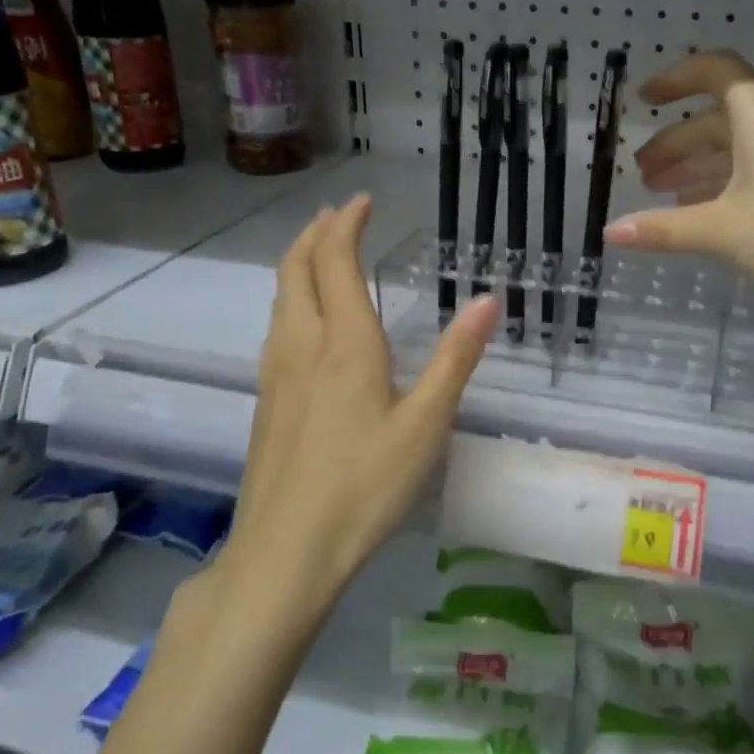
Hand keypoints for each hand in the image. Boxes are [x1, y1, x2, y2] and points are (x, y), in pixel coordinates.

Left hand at [227, 195, 497, 597]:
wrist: (285, 552)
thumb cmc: (365, 486)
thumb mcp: (426, 424)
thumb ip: (456, 357)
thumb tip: (488, 299)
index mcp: (344, 342)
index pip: (334, 260)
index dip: (345, 224)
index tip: (360, 202)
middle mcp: (302, 344)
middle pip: (295, 268)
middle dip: (315, 233)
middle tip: (337, 216)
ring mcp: (275, 372)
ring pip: (280, 296)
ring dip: (298, 262)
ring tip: (319, 252)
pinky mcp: (265, 399)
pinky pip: (276, 326)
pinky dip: (291, 298)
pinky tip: (306, 321)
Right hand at [605, 51, 753, 324]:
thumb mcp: (720, 229)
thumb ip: (663, 228)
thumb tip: (610, 233)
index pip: (714, 72)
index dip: (675, 79)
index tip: (643, 99)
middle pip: (718, 118)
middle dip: (676, 141)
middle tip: (642, 172)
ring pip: (735, 148)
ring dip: (696, 165)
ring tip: (659, 192)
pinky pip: (753, 171)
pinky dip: (721, 184)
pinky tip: (698, 212)